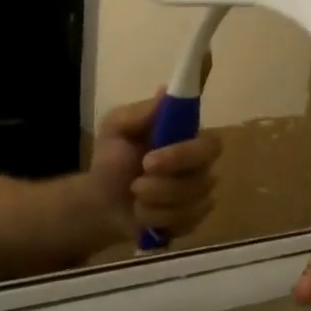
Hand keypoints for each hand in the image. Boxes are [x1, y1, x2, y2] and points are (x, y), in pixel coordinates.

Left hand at [87, 90, 222, 242]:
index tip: (150, 158)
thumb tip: (167, 90)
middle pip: (204, 170)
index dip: (185, 151)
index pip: (208, 139)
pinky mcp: (194, 218)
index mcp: (186, 136)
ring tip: (134, 195)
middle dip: (169, 176)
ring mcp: (200, 192)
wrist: (101, 203)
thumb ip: (140, 113)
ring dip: (155, 199)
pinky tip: (142, 213)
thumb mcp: (116, 128)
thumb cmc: (112, 160)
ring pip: (191, 199)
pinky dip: (155, 218)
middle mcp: (201, 163)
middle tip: (139, 177)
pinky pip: (185, 221)